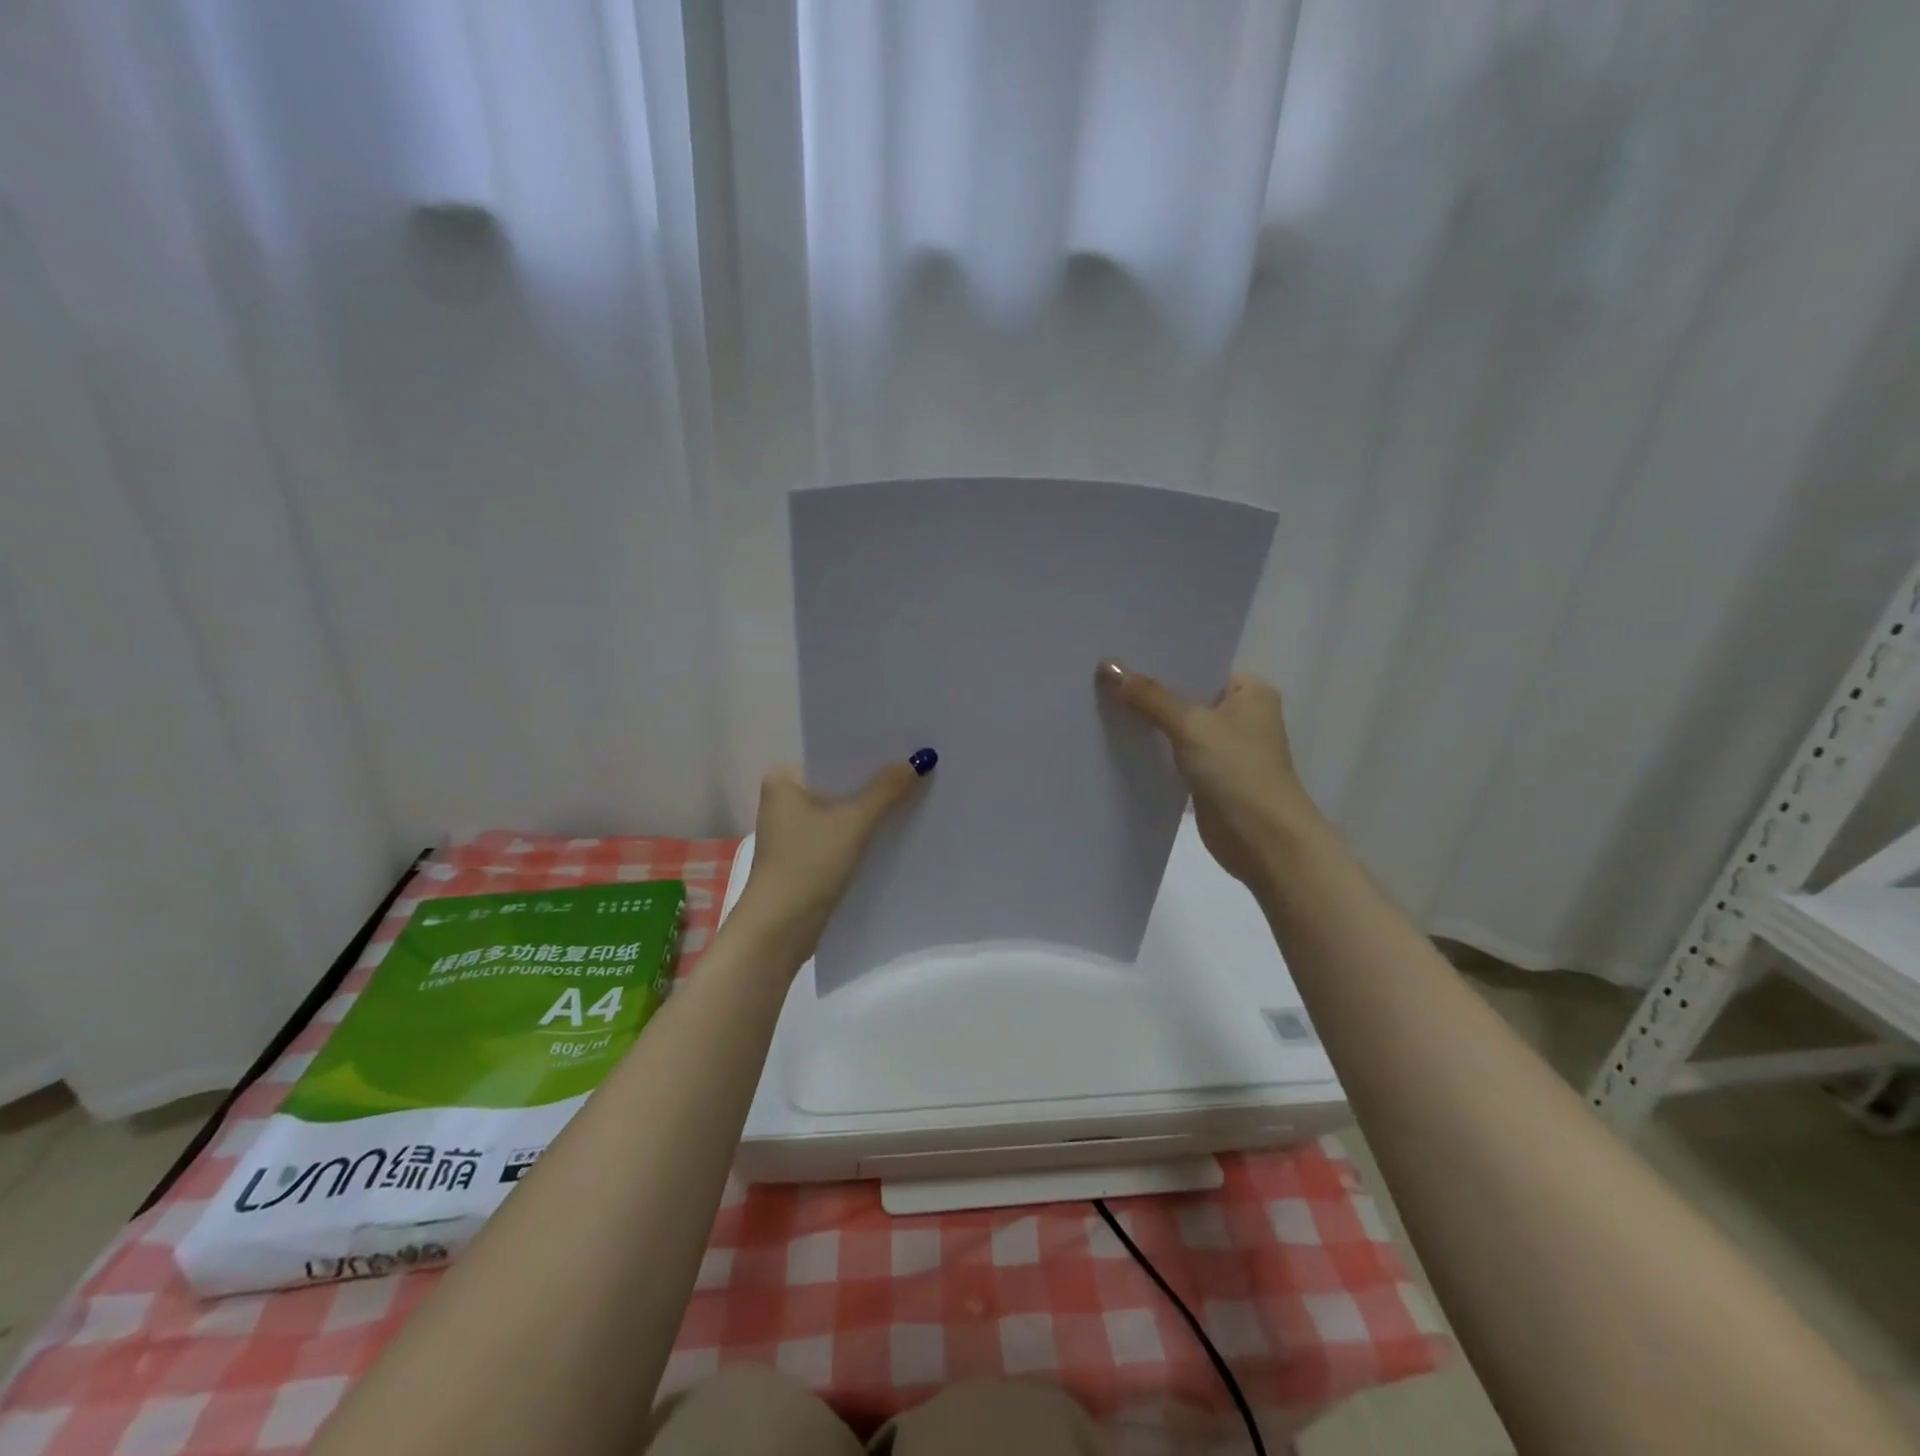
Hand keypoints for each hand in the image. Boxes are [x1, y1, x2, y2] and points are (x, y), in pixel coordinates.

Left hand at [734, 755, 932, 967]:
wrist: (779, 932)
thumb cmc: (808, 865)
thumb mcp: (853, 823)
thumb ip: (887, 790)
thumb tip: (920, 760)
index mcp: (785, 779)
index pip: (836, 756)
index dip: (873, 754)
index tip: (910, 747)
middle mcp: (785, 799)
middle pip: (842, 783)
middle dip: (878, 783)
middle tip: (922, 771)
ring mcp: (794, 831)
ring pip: (844, 811)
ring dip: (873, 810)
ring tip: (918, 797)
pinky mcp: (806, 857)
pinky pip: (842, 835)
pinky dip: (864, 834)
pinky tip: (897, 832)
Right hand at [1097, 661, 1322, 885]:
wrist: (1263, 840)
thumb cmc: (1238, 771)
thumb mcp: (1191, 725)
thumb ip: (1149, 697)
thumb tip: (1108, 665)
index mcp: (1249, 690)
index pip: (1199, 665)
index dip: (1161, 659)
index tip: (1119, 651)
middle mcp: (1240, 714)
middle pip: (1185, 694)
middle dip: (1148, 690)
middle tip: (1101, 675)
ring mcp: (1225, 747)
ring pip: (1177, 726)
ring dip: (1147, 721)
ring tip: (1100, 701)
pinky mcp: (1208, 776)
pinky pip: (1173, 753)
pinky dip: (1152, 749)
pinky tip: (1117, 740)